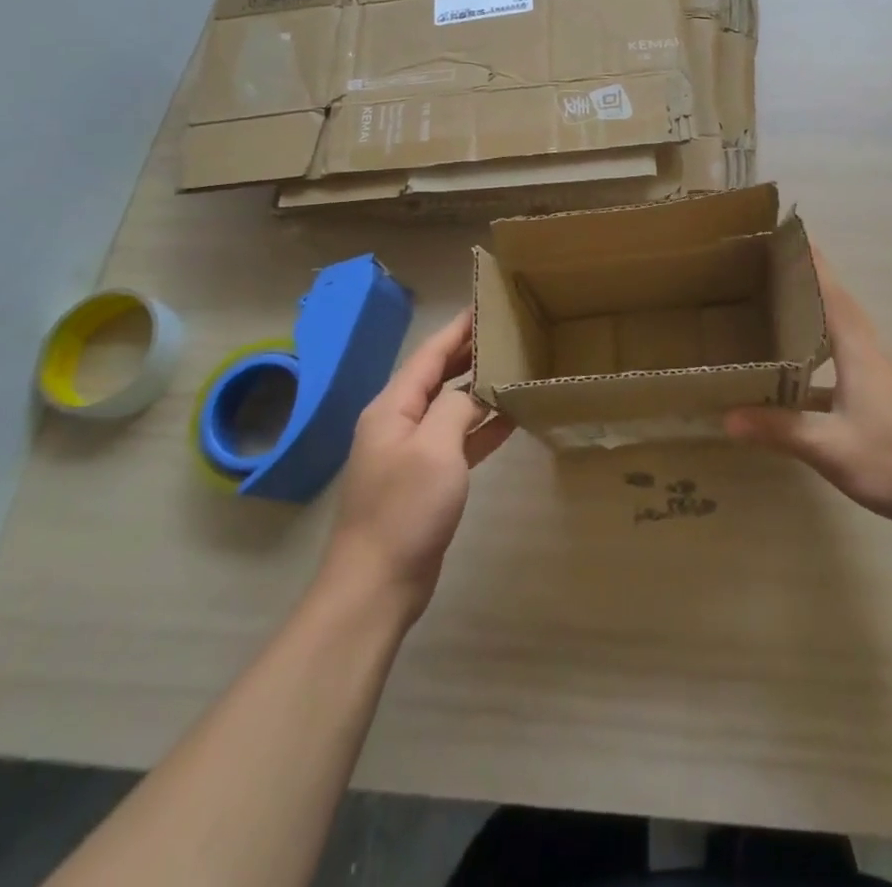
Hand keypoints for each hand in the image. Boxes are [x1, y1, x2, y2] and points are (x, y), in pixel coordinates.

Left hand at [322, 310, 514, 620]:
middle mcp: (398, 422)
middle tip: (507, 332)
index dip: (457, 329)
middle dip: (468, 353)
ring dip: (478, 388)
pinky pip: (457, 440)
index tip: (485, 305)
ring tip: (514, 367)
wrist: (376, 585)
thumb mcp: (435, 448)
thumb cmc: (404, 509)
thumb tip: (472, 389)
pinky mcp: (425, 479)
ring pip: (449, 407)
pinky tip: (510, 418)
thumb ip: (455, 407)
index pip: (429, 355)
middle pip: (437, 376)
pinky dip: (481, 426)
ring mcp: (411, 452)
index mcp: (392, 407)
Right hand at [725, 249, 891, 533]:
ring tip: (777, 311)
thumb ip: (778, 429)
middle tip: (768, 268)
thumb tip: (725, 417)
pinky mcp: (886, 397)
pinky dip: (820, 355)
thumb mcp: (830, 447)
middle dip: (806, 283)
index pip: (831, 293)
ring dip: (814, 317)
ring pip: (842, 334)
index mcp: (860, 350)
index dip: (811, 262)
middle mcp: (873, 353)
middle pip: (837, 306)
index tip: (788, 233)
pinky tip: (797, 377)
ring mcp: (883, 376)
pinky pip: (845, 360)